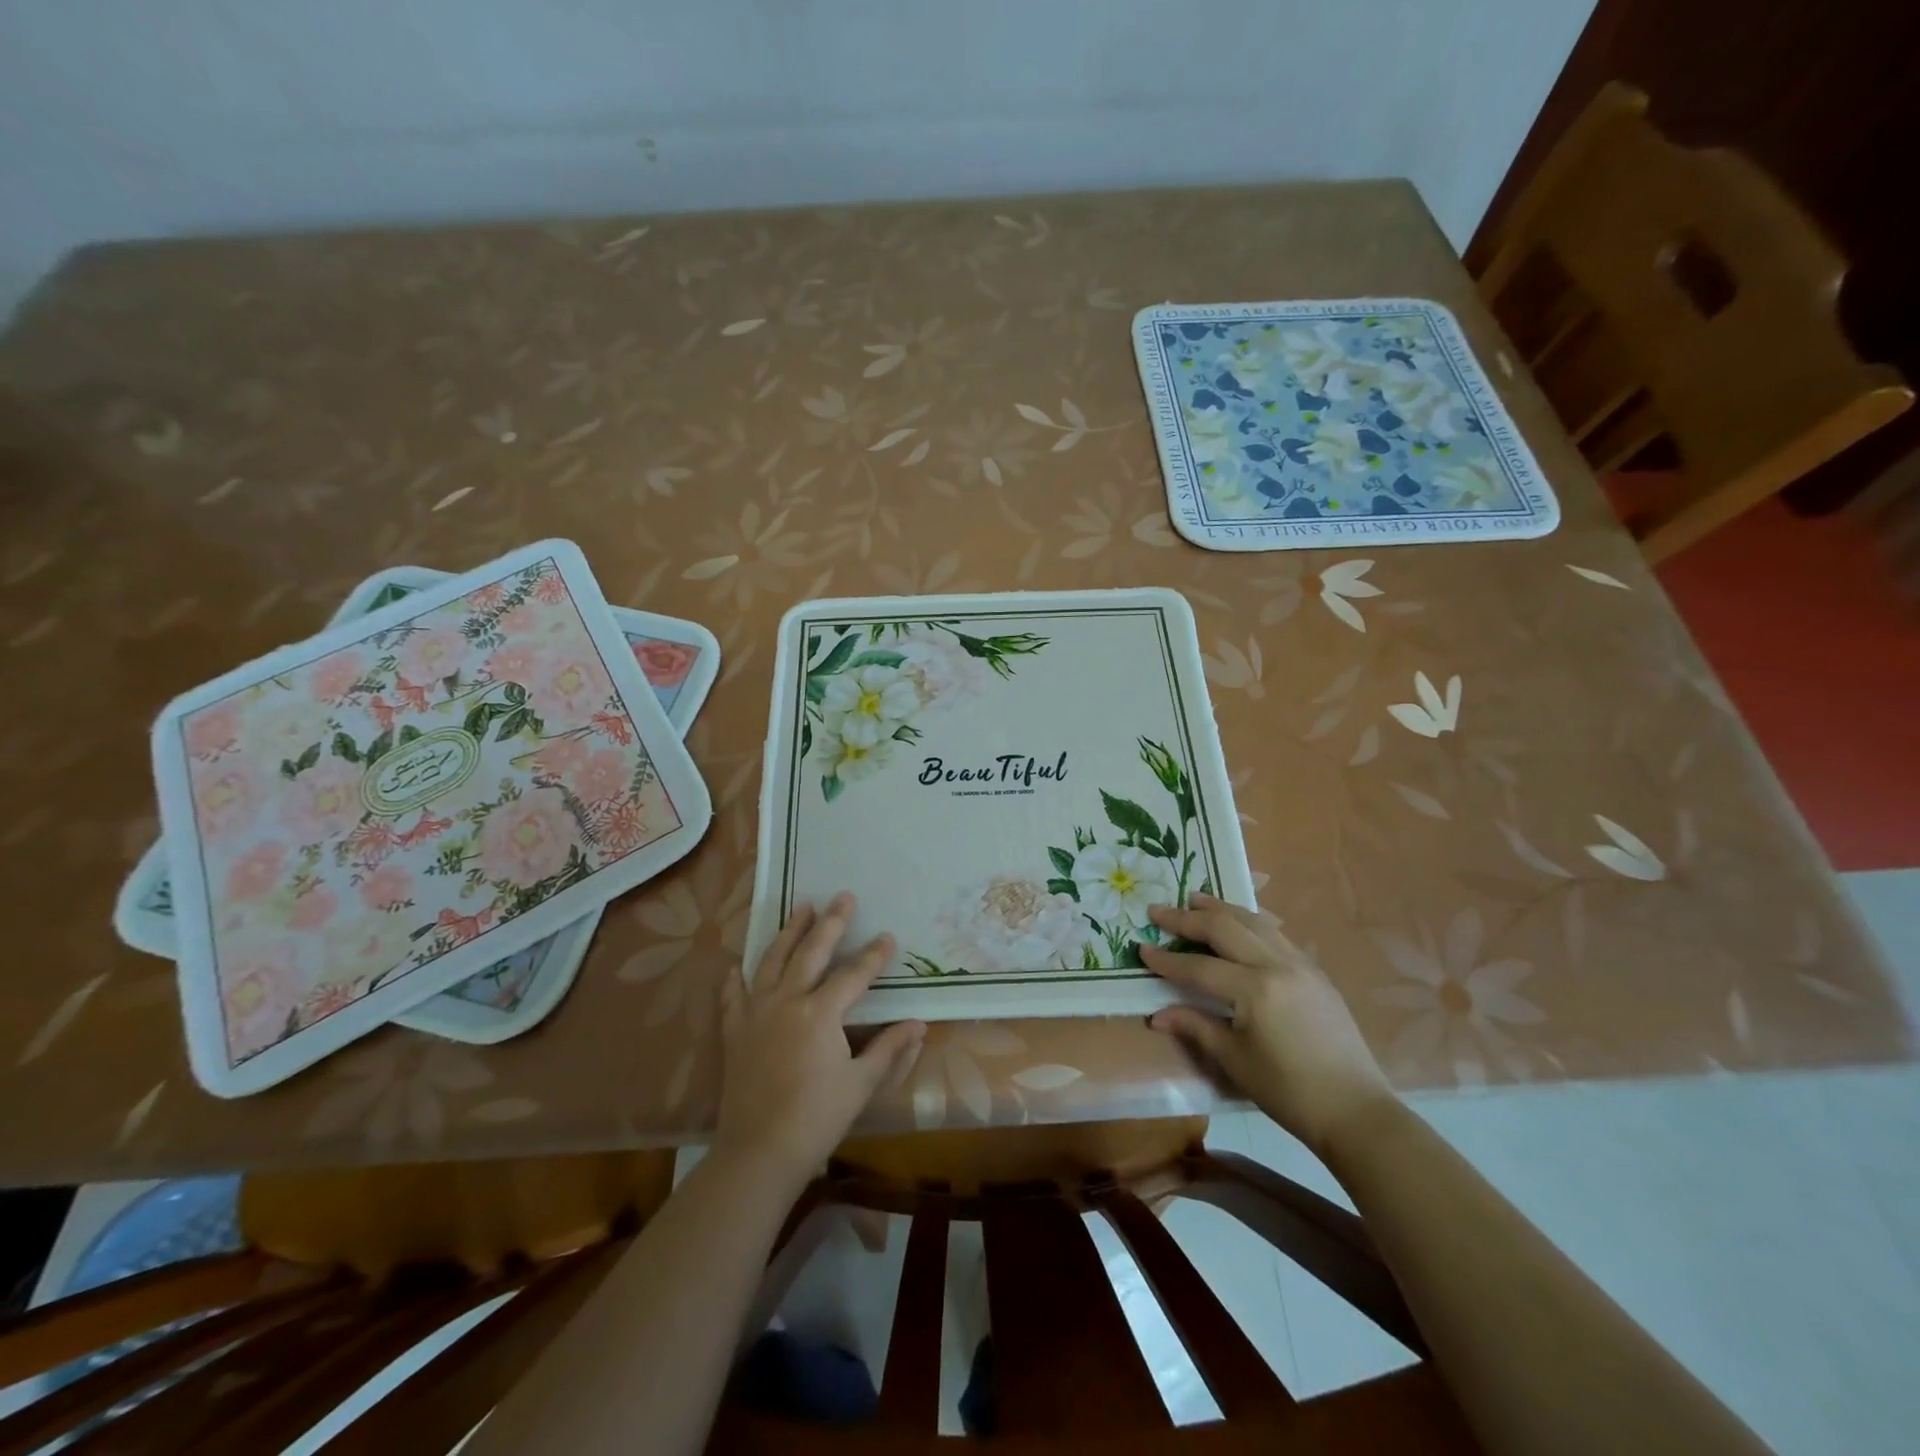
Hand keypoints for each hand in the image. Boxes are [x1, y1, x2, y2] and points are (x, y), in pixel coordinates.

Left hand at [715, 893, 925, 1186]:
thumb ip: (889, 1049)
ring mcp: (756, 1013)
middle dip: (831, 923)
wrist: (759, 1152)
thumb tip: (919, 1025)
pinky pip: (733, 996)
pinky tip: (738, 965)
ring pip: (772, 961)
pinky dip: (737, 978)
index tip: (888, 936)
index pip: (854, 974)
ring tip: (801, 907)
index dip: (874, 955)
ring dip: (789, 932)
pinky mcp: (735, 1032)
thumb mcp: (861, 1084)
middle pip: (811, 952)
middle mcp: (787, 1001)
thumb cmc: (817, 1118)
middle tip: (843, 897)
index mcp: (821, 1013)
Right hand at [1141, 894, 1393, 1159]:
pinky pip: (1276, 933)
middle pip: (1224, 928)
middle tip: (1159, 910)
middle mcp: (1276, 966)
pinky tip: (1239, 921)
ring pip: (1253, 921)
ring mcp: (1300, 964)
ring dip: (1221, 909)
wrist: (1355, 1110)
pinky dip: (1250, 921)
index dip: (1166, 960)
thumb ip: (1195, 1027)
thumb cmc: (1288, 1091)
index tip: (1141, 948)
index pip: (1199, 967)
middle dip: (1188, 919)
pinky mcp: (1315, 971)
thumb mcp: (1234, 1060)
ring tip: (1195, 899)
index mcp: (1254, 990)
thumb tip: (1156, 1015)